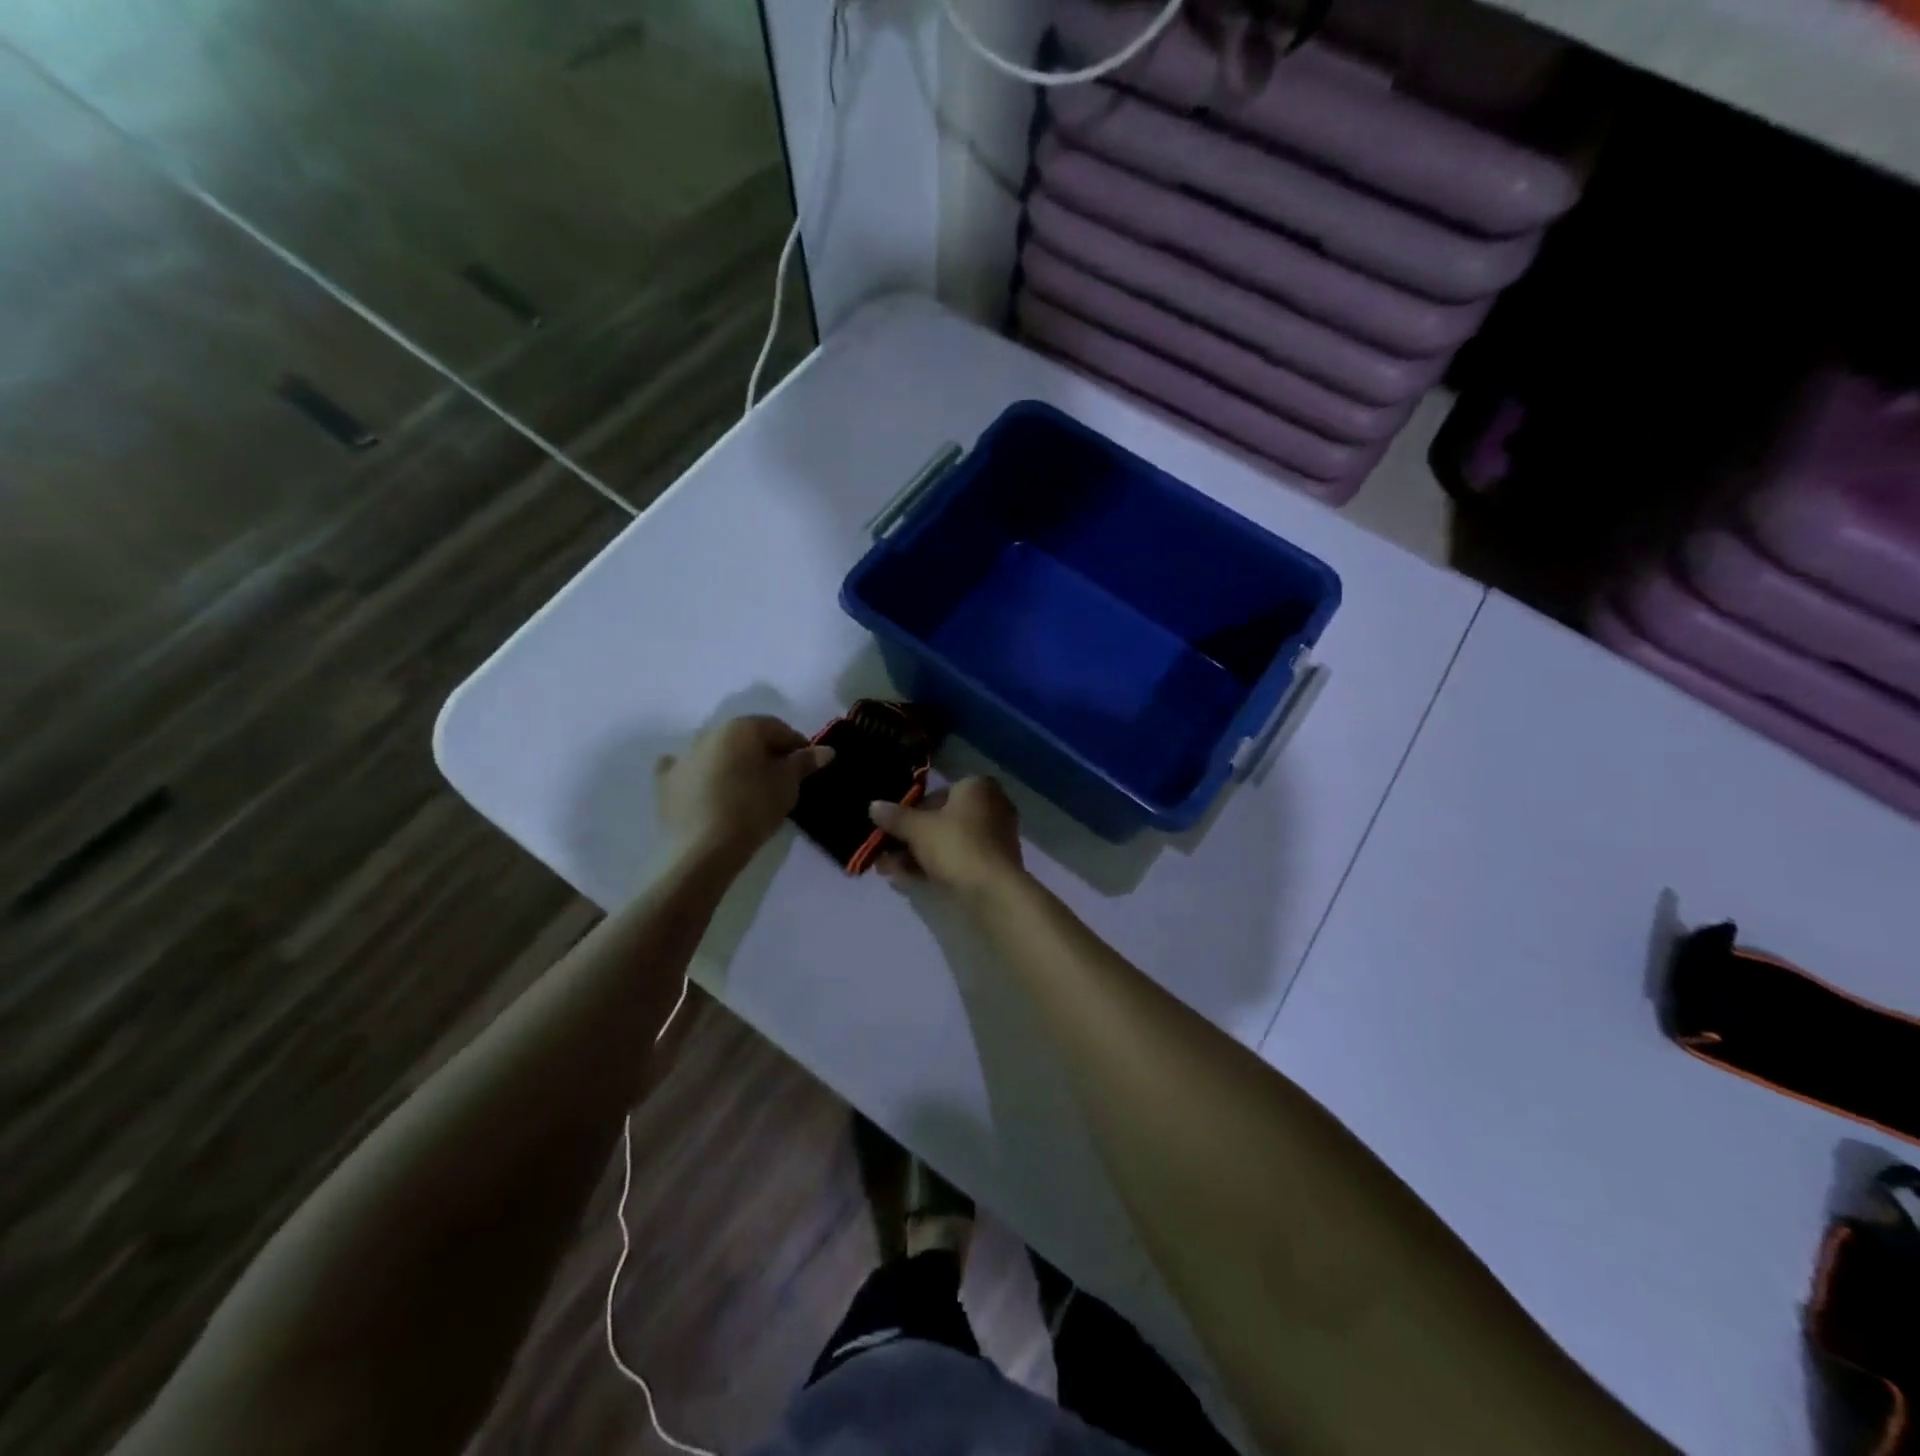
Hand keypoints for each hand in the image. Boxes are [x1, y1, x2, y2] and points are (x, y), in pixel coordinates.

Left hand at [656, 716, 832, 863]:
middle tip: (779, 779)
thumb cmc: (754, 808)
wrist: (705, 848)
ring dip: (733, 762)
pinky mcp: (667, 780)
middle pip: (747, 737)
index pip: (778, 728)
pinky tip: (705, 787)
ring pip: (718, 751)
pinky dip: (698, 774)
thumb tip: (827, 750)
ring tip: (746, 789)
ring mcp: (685, 755)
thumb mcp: (788, 784)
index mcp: (743, 728)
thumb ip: (805, 762)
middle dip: (764, 753)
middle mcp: (711, 732)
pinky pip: (686, 769)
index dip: (796, 746)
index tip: (806, 767)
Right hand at [869, 777, 1024, 897]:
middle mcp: (991, 806)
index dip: (908, 812)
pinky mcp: (993, 864)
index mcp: (977, 787)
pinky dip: (933, 866)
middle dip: (909, 838)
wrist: (992, 891)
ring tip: (887, 870)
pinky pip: (957, 859)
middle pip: (940, 820)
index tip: (889, 829)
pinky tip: (905, 879)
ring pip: (947, 842)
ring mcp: (994, 837)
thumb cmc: (955, 845)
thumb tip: (873, 806)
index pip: (936, 794)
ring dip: (915, 855)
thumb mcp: (917, 829)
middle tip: (883, 853)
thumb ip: (895, 817)